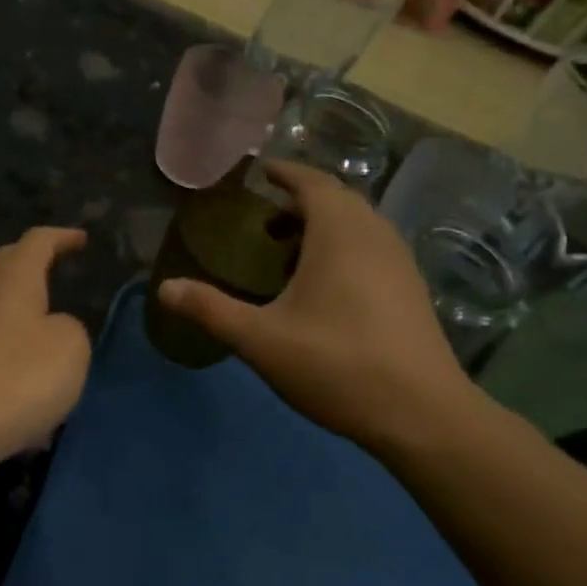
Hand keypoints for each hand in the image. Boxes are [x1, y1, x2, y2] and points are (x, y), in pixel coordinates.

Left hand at [0, 228, 91, 467]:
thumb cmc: (17, 379)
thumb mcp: (70, 348)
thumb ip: (70, 327)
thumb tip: (51, 328)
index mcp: (12, 280)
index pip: (37, 242)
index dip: (61, 237)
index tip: (81, 240)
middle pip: (5, 266)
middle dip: (32, 264)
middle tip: (56, 269)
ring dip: (18, 314)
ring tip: (43, 335)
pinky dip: (5, 353)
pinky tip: (21, 390)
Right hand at [156, 162, 483, 453]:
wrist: (422, 413)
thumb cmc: (336, 364)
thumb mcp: (261, 339)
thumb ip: (211, 309)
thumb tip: (164, 288)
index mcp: (340, 232)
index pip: (311, 182)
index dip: (283, 172)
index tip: (257, 173)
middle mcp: (374, 234)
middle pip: (336, 199)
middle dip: (299, 201)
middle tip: (261, 220)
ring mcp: (399, 261)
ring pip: (357, 225)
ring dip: (322, 226)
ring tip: (286, 253)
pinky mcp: (411, 289)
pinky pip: (371, 248)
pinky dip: (342, 248)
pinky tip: (323, 288)